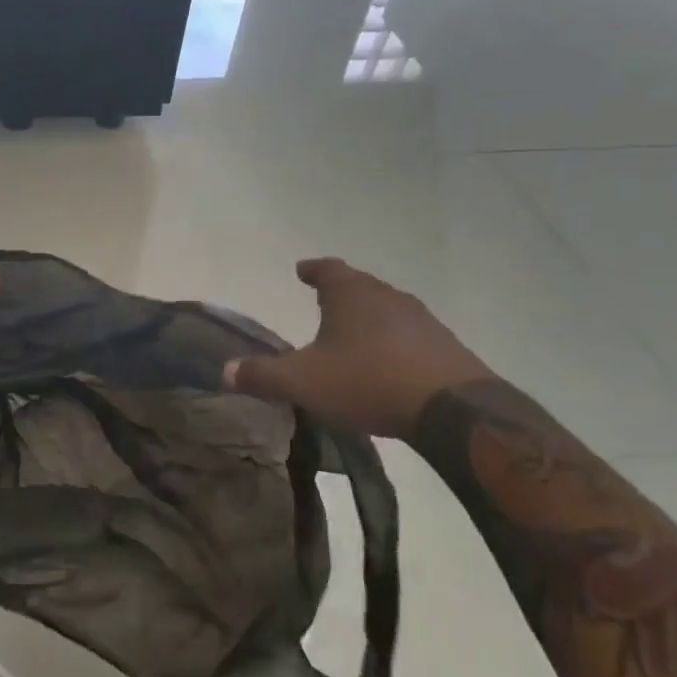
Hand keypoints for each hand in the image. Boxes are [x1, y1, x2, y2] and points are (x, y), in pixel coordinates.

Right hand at [222, 258, 492, 439]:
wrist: (451, 406)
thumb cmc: (367, 381)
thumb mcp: (304, 381)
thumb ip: (263, 375)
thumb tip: (225, 371)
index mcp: (350, 294)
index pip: (327, 269)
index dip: (312, 269)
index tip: (301, 269)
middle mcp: (386, 296)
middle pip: (359, 285)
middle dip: (340, 291)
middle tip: (324, 299)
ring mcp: (420, 319)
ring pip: (386, 308)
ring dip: (368, 316)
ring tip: (353, 331)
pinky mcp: (444, 345)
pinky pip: (410, 333)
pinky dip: (393, 339)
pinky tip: (389, 361)